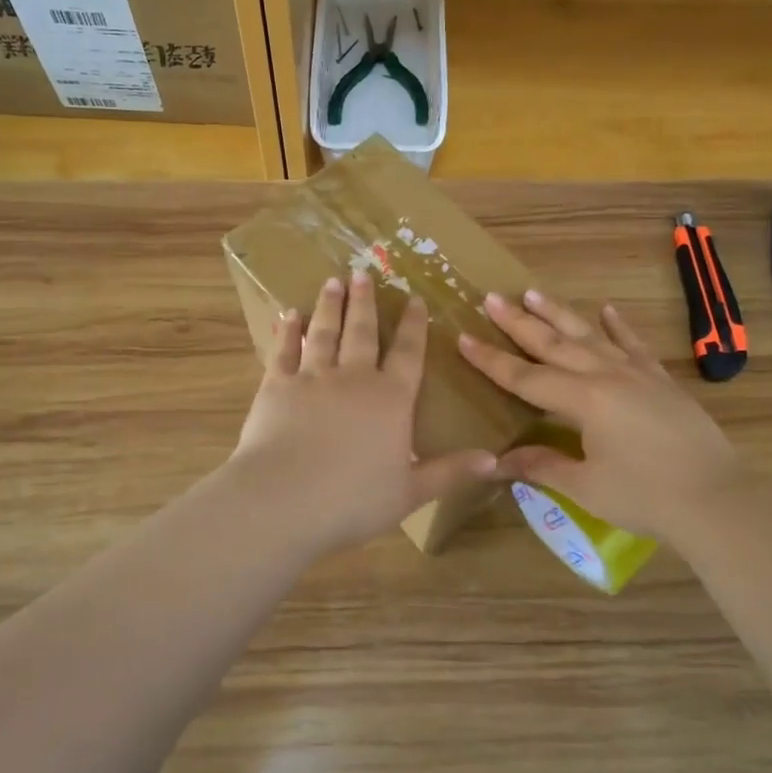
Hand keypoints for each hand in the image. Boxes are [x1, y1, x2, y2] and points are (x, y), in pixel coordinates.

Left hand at [231, 271, 497, 552]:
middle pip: (364, 332)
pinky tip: (289, 314)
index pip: (409, 354)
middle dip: (366, 302)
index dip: (414, 326)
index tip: (415, 300)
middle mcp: (354, 378)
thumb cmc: (354, 499)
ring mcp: (312, 377)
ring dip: (331, 306)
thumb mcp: (412, 491)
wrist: (284, 499)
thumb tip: (495, 461)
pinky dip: (287, 331)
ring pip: (325, 332)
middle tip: (363, 273)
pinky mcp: (275, 386)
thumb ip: (451, 471)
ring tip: (334, 281)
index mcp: (391, 399)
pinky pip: (283, 350)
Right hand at [456, 289, 742, 540]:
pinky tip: (607, 310)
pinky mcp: (660, 380)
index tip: (464, 337)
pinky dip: (618, 326)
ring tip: (533, 292)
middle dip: (518, 322)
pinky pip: (633, 345)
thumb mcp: (586, 486)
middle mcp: (606, 375)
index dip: (491, 360)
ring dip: (559, 313)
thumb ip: (542, 466)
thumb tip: (499, 460)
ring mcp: (636, 373)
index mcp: (583, 399)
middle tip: (491, 298)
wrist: (717, 498)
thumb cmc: (646, 496)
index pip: (525, 377)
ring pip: (589, 335)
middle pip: (553, 343)